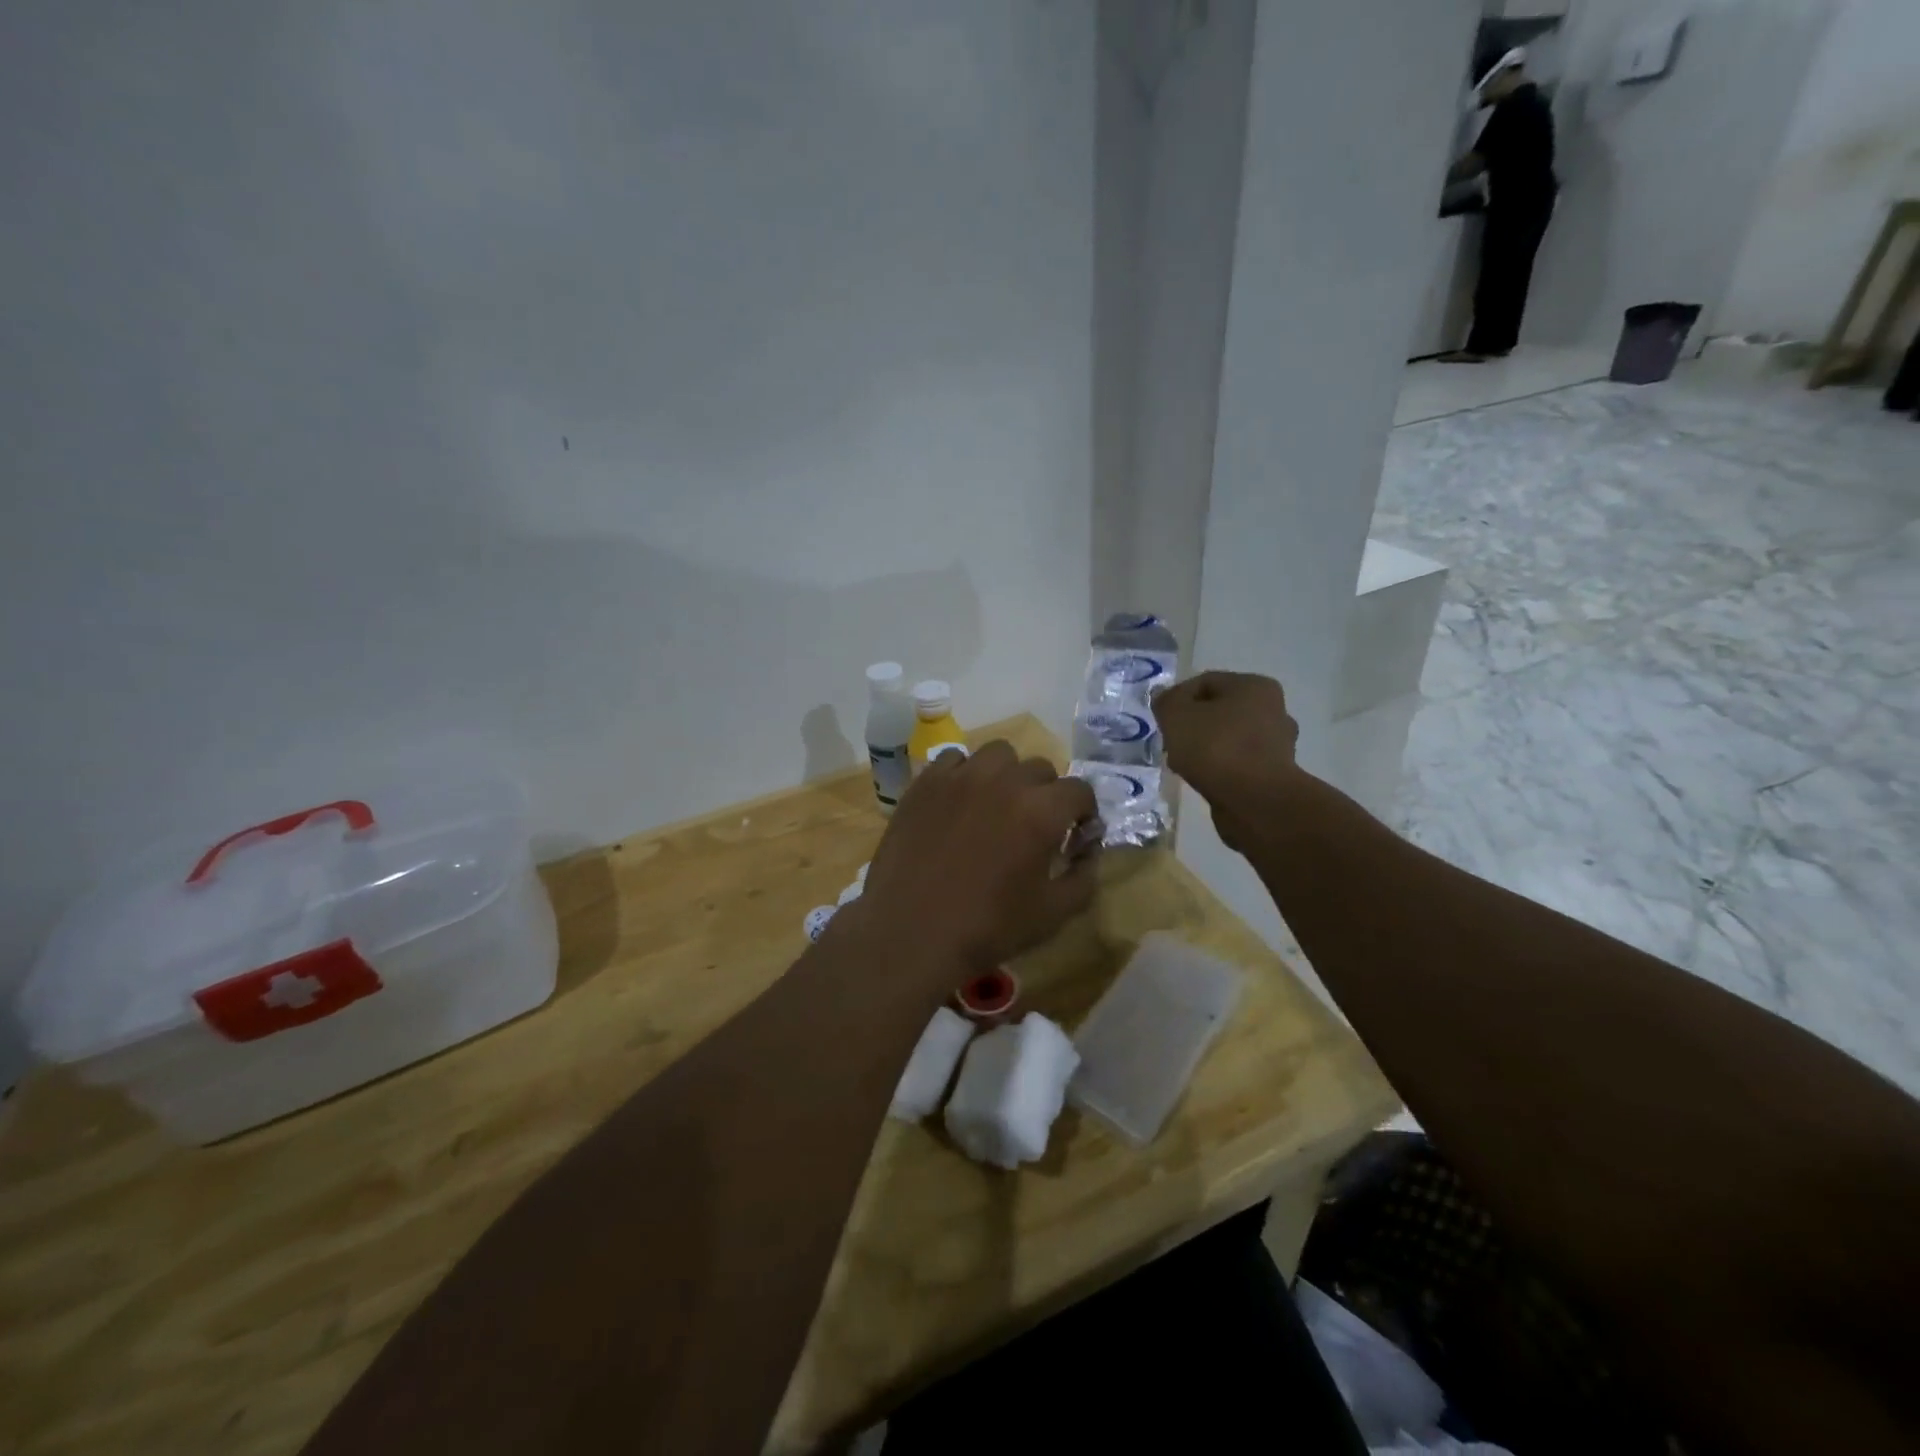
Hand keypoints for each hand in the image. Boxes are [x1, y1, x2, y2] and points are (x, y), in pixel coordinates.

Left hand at [853, 741, 1098, 976]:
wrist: (910, 932)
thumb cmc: (987, 928)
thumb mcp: (1053, 913)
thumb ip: (1084, 876)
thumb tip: (1089, 850)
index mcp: (1041, 811)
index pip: (1079, 790)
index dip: (1083, 812)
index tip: (1075, 834)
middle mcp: (1004, 781)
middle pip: (1040, 768)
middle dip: (1046, 794)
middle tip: (1033, 825)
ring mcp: (961, 777)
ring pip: (998, 754)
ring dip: (1007, 774)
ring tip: (996, 804)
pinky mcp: (926, 782)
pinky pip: (955, 759)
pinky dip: (965, 774)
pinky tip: (959, 802)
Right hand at [1155, 671, 1301, 851]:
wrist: (1254, 801)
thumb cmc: (1216, 748)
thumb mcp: (1176, 716)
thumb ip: (1166, 701)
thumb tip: (1164, 696)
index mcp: (1255, 686)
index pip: (1205, 682)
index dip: (1177, 698)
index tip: (1161, 720)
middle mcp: (1273, 710)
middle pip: (1219, 710)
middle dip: (1192, 725)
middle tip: (1170, 742)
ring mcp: (1277, 744)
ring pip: (1228, 738)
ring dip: (1204, 748)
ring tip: (1182, 764)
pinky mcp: (1274, 774)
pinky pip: (1237, 763)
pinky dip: (1218, 768)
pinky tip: (1201, 779)